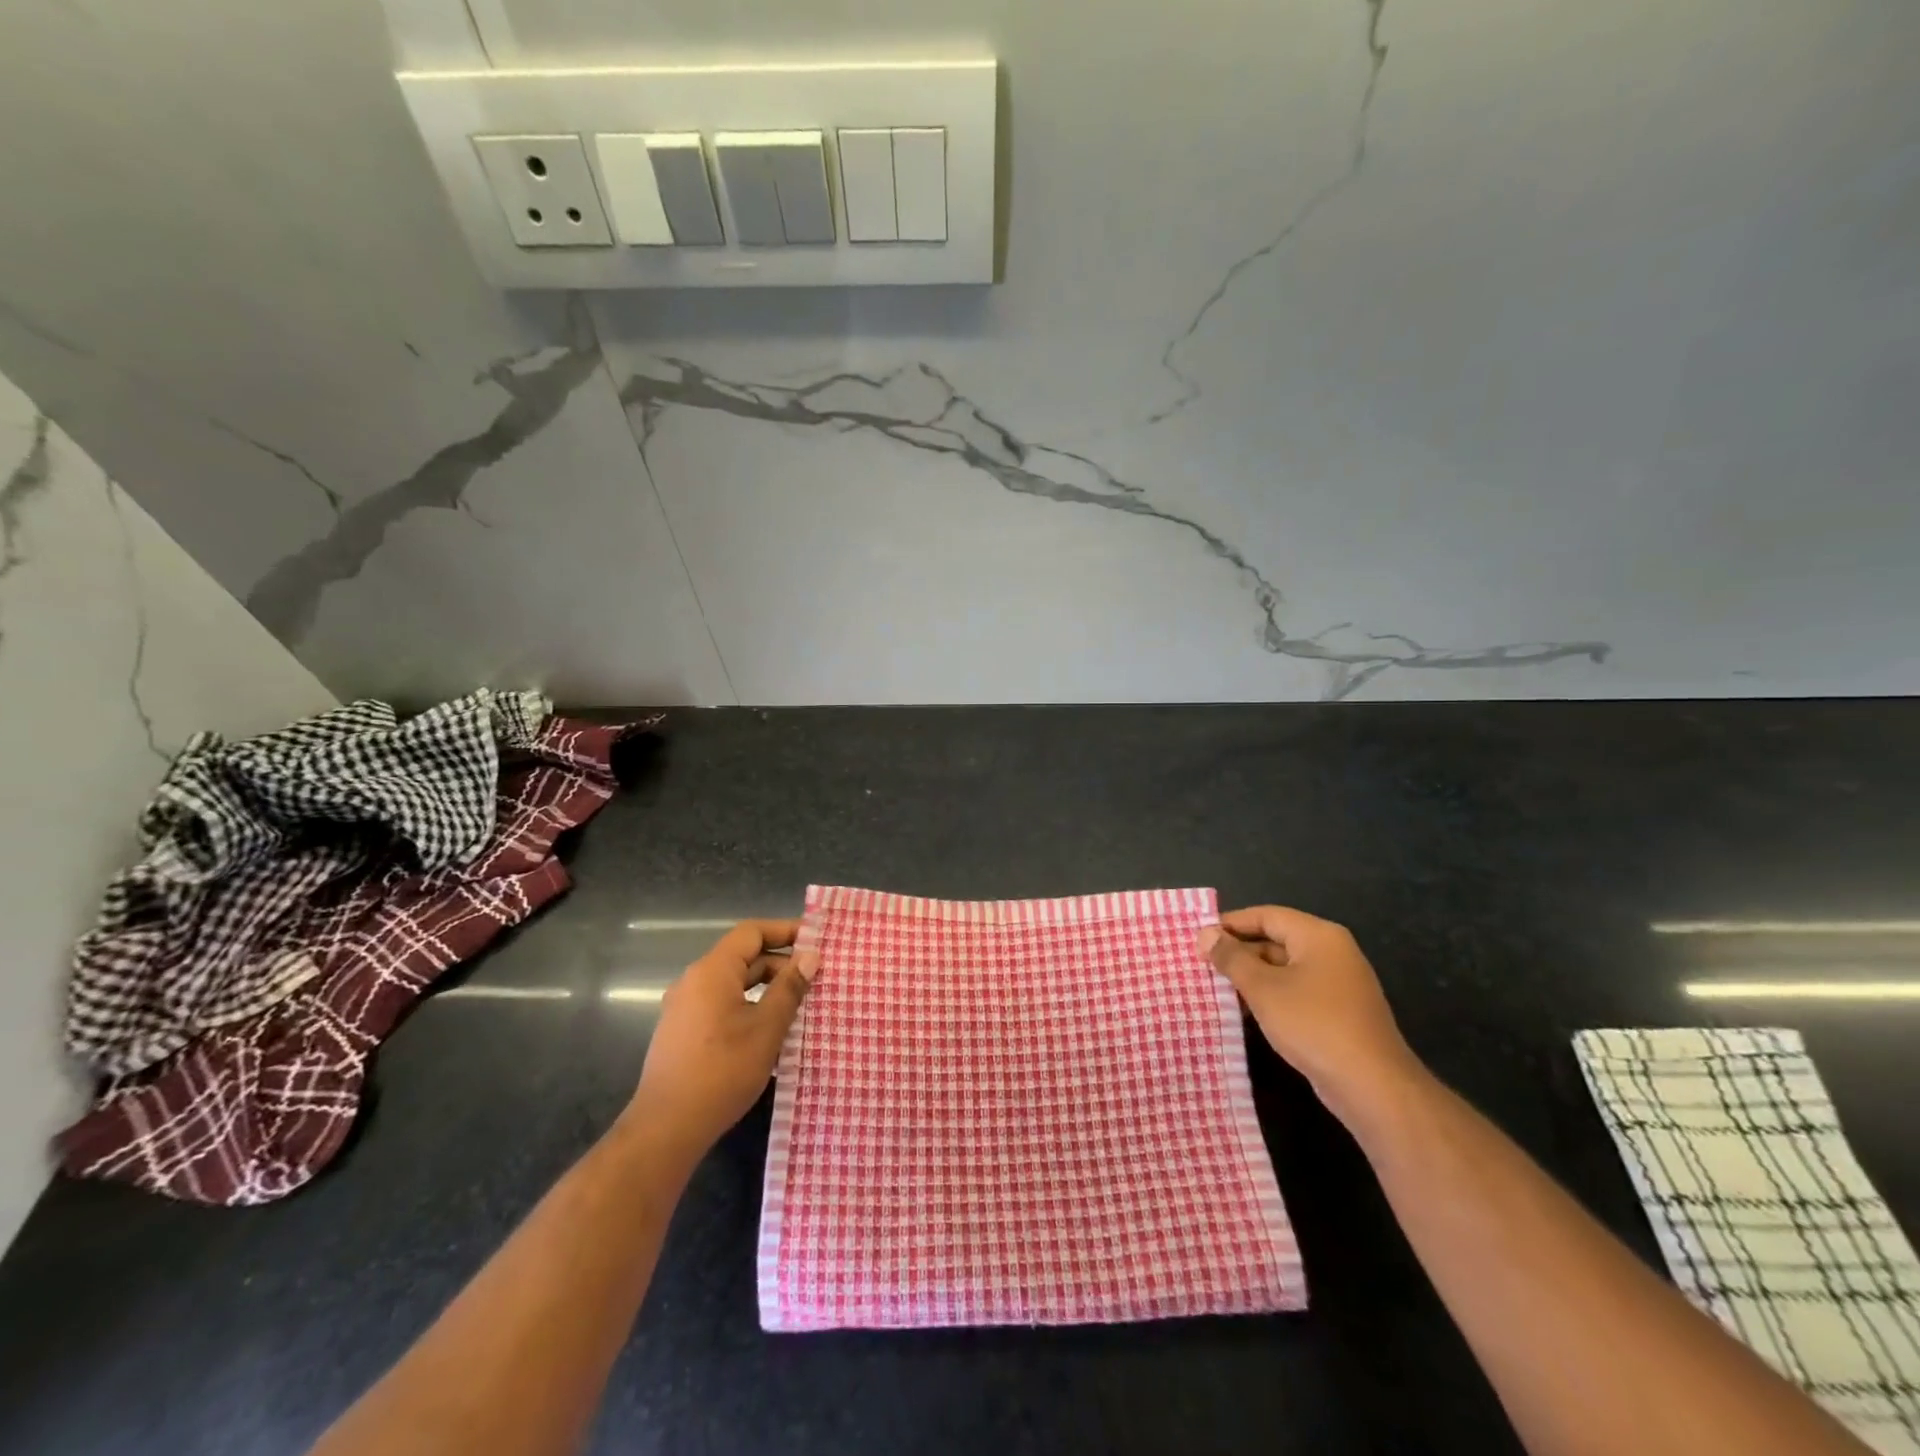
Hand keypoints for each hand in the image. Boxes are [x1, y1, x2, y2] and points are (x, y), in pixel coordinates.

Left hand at [626, 919, 816, 1161]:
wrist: (666, 1128)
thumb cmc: (722, 1071)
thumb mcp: (766, 1028)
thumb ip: (790, 988)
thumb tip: (810, 957)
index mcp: (712, 971)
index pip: (752, 932)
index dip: (785, 930)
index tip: (816, 940)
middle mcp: (694, 981)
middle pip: (743, 957)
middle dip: (780, 963)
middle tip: (815, 979)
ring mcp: (684, 1008)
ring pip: (733, 983)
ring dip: (766, 988)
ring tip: (799, 1005)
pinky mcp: (682, 1032)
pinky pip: (721, 1004)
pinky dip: (748, 1005)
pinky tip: (769, 1031)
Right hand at [1200, 906, 1424, 1126]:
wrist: (1373, 1086)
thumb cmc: (1313, 1024)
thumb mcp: (1263, 988)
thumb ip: (1231, 958)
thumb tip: (1205, 934)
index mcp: (1318, 936)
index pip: (1266, 915)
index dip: (1231, 923)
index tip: (1199, 936)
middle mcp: (1332, 952)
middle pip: (1276, 940)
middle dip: (1239, 952)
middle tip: (1202, 964)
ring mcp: (1338, 984)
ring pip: (1284, 969)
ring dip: (1251, 977)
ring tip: (1215, 989)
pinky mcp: (1338, 1013)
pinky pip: (1296, 992)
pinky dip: (1270, 996)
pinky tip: (1245, 1013)